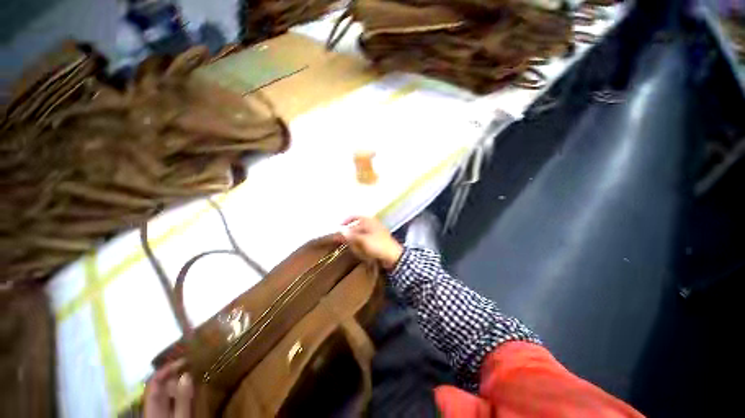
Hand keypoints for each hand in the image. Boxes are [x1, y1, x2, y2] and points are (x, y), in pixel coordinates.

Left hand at [144, 359, 193, 417]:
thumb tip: (186, 374)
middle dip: (174, 373)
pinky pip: (170, 399)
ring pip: (165, 392)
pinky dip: (179, 391)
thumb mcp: (181, 417)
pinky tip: (189, 389)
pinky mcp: (165, 414)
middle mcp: (153, 406)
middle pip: (160, 386)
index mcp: (152, 406)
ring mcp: (158, 411)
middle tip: (192, 364)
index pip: (154, 382)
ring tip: (193, 373)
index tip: (185, 360)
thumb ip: (182, 399)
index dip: (167, 368)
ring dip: (178, 381)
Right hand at [337, 217, 402, 270]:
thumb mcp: (363, 240)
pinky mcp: (377, 242)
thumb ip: (351, 236)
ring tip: (350, 246)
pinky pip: (365, 241)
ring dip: (354, 240)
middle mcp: (372, 225)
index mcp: (369, 221)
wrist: (393, 257)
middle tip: (340, 240)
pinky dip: (360, 244)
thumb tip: (341, 231)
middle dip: (349, 233)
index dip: (347, 220)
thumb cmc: (378, 245)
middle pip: (356, 227)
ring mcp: (375, 233)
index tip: (340, 226)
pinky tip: (358, 250)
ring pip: (360, 235)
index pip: (355, 216)